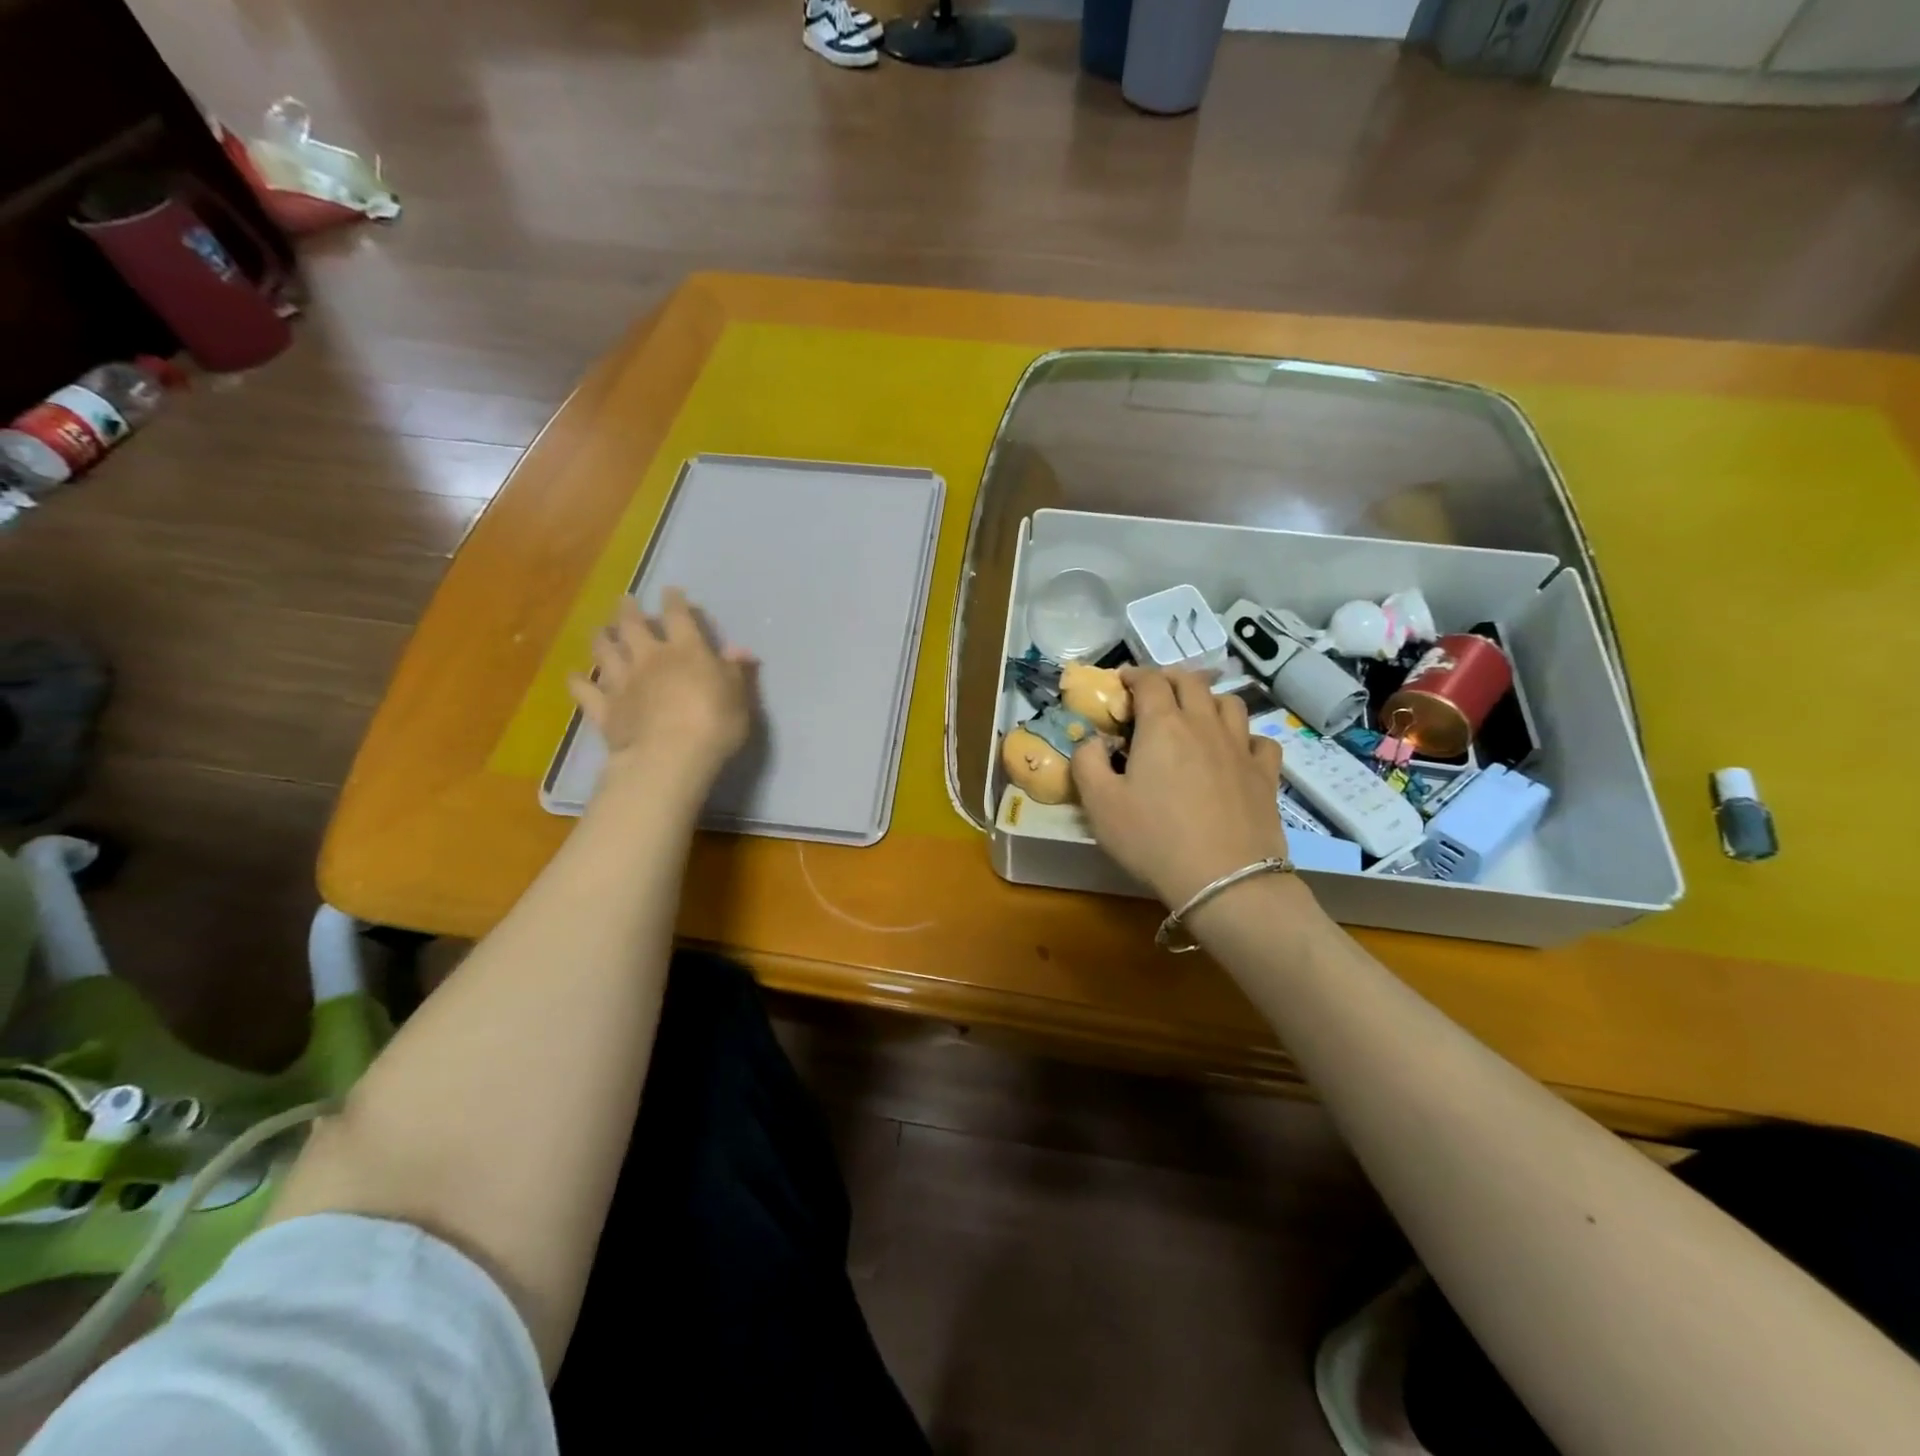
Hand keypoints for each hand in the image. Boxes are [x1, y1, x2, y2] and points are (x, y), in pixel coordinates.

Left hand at [568, 589, 755, 804]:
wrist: (670, 756)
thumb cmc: (715, 723)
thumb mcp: (738, 696)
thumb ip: (735, 671)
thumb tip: (740, 650)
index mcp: (686, 651)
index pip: (678, 617)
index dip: (674, 601)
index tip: (670, 592)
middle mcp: (650, 658)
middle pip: (633, 626)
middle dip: (629, 611)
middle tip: (625, 601)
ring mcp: (623, 682)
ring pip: (605, 652)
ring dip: (602, 638)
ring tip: (601, 630)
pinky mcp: (605, 709)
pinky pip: (586, 692)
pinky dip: (578, 682)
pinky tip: (573, 676)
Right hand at [1071, 669, 1287, 908]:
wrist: (1224, 881)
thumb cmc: (1153, 839)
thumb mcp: (1099, 804)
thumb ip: (1086, 762)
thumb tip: (1093, 741)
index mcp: (1162, 725)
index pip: (1149, 681)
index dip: (1133, 675)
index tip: (1121, 682)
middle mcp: (1204, 725)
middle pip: (1191, 682)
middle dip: (1169, 679)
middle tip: (1154, 693)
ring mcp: (1240, 748)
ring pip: (1229, 703)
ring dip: (1208, 700)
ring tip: (1195, 716)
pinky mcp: (1265, 775)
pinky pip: (1260, 740)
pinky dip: (1244, 736)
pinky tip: (1235, 751)